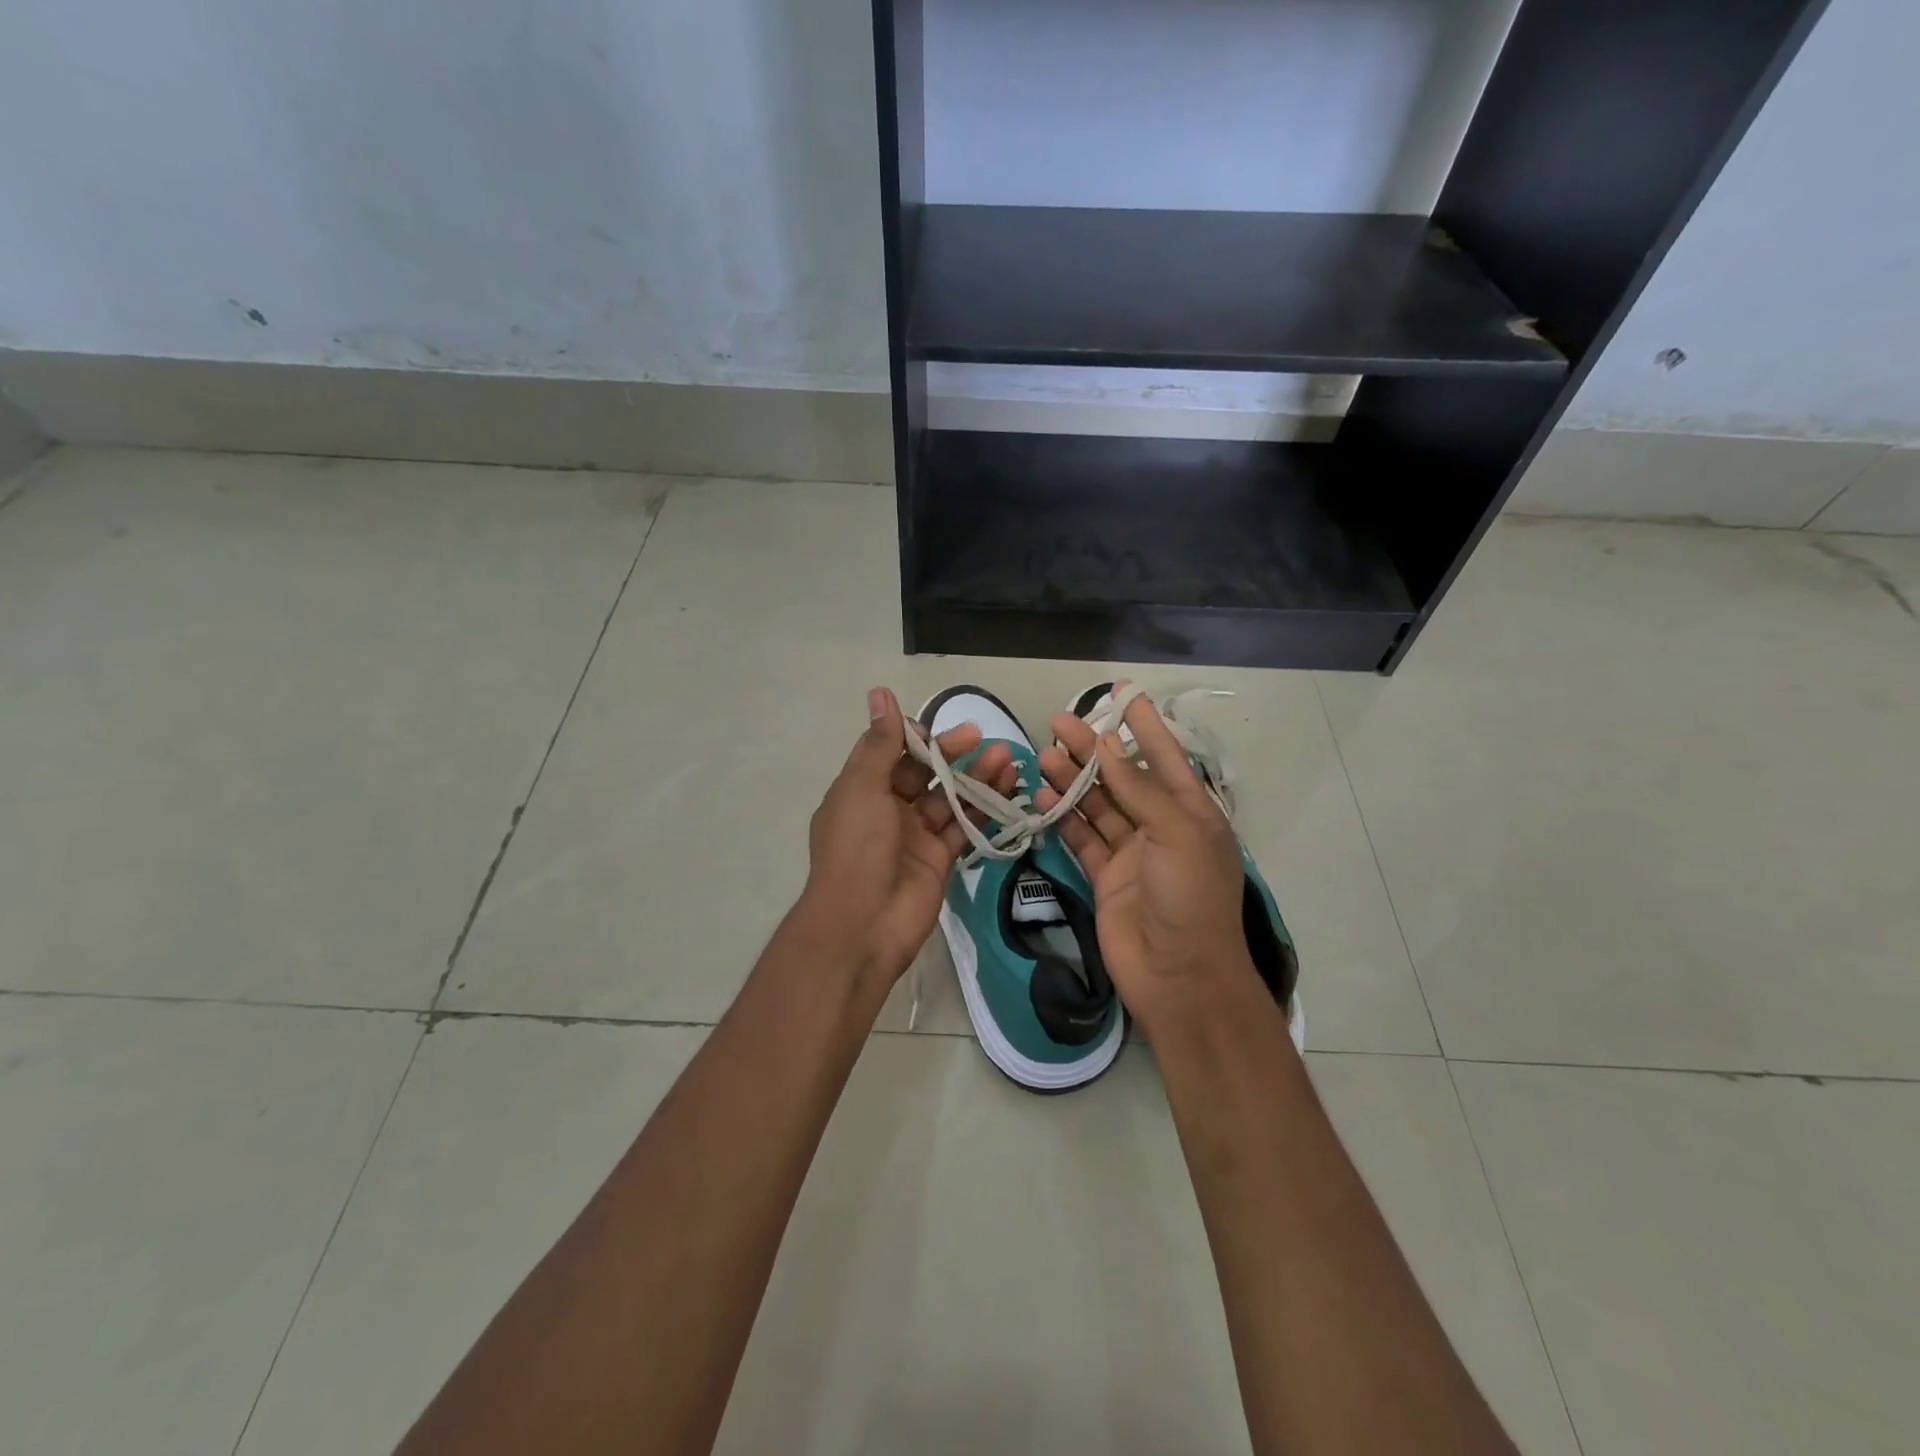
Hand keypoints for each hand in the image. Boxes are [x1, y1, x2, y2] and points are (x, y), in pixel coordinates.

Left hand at [798, 687, 1015, 993]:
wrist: (862, 925)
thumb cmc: (857, 849)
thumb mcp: (862, 788)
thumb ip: (879, 743)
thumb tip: (879, 693)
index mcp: (860, 791)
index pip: (891, 752)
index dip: (915, 737)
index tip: (940, 726)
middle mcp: (887, 810)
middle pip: (924, 773)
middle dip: (952, 753)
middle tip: (982, 737)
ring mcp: (914, 836)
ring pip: (949, 799)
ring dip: (975, 778)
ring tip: (1006, 758)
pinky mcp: (939, 860)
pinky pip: (964, 828)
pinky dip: (985, 810)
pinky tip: (1008, 790)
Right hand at [1035, 683, 1258, 1034]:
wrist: (1178, 975)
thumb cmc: (1190, 897)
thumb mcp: (1176, 833)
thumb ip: (1139, 789)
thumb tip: (1106, 746)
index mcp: (1192, 812)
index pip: (1166, 757)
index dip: (1145, 725)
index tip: (1123, 695)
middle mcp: (1161, 827)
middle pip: (1121, 778)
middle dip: (1092, 749)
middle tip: (1057, 723)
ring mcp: (1131, 853)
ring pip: (1097, 806)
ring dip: (1071, 781)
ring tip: (1043, 756)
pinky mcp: (1105, 877)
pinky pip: (1081, 839)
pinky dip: (1063, 818)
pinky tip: (1042, 798)